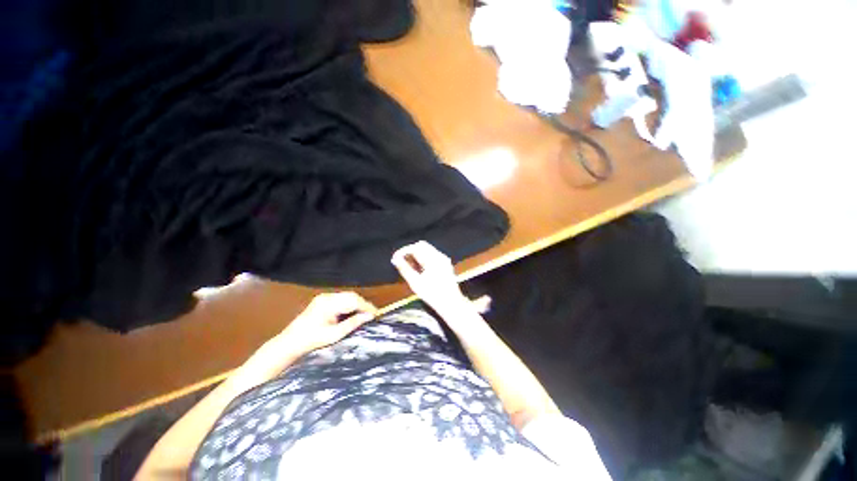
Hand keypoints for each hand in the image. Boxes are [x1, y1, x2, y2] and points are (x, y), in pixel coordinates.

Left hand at [279, 292, 376, 356]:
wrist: (289, 343)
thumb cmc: (312, 341)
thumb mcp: (335, 335)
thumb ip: (353, 323)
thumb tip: (369, 316)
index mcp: (329, 304)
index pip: (353, 301)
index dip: (366, 307)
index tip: (375, 314)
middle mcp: (327, 297)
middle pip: (351, 296)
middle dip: (362, 304)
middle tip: (370, 315)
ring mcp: (323, 297)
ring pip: (347, 296)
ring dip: (356, 304)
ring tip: (363, 315)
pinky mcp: (322, 300)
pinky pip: (340, 299)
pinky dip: (348, 304)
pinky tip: (351, 313)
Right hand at [391, 241, 469, 314]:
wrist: (451, 304)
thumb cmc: (432, 295)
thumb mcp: (415, 283)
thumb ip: (404, 269)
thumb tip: (395, 259)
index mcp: (433, 259)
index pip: (416, 247)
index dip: (404, 251)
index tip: (395, 258)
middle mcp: (439, 256)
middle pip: (422, 246)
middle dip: (410, 251)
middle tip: (401, 261)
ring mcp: (444, 260)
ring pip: (427, 250)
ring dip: (416, 255)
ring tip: (408, 266)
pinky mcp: (445, 265)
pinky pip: (432, 256)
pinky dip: (423, 259)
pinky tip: (418, 269)